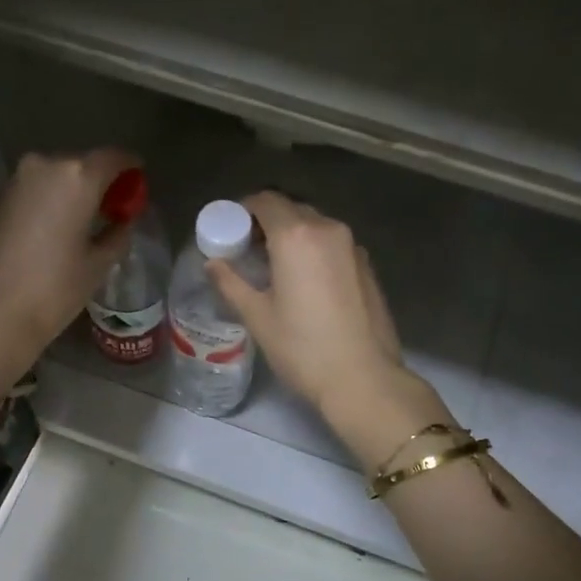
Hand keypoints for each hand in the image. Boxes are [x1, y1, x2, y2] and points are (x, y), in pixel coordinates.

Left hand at [0, 149, 136, 390]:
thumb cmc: (53, 290)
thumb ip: (116, 235)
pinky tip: (46, 232)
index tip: (137, 180)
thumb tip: (121, 222)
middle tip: (109, 207)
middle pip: (78, 165)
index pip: (113, 158)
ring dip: (66, 193)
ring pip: (49, 178)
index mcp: (76, 177)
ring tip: (78, 221)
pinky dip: (42, 204)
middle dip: (96, 182)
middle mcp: (42, 167)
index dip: (129, 167)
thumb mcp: (97, 265)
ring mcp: (11, 182)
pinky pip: (27, 193)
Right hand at [207, 193, 448, 465]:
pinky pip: (333, 244)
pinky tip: (305, 281)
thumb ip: (231, 283)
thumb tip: (213, 263)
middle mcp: (327, 229)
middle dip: (267, 222)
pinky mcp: (367, 266)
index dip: (243, 210)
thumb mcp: (257, 316)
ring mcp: (352, 246)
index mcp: (296, 236)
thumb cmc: (302, 348)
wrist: (363, 378)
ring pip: (315, 226)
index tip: (230, 230)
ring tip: (275, 266)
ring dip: (292, 235)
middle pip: (291, 210)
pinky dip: (314, 249)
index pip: (265, 201)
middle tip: (248, 249)